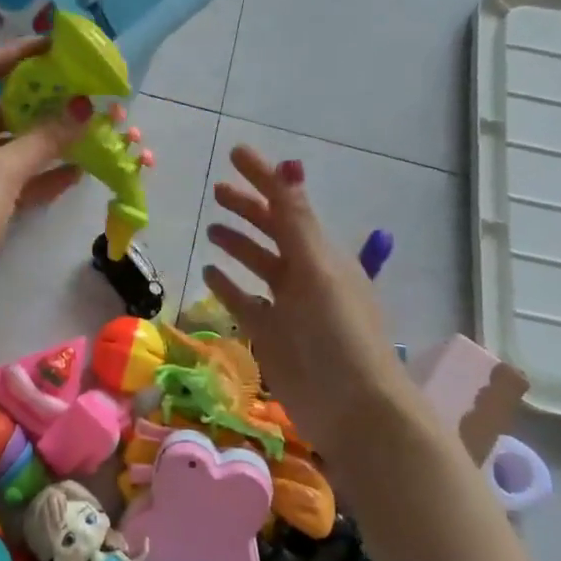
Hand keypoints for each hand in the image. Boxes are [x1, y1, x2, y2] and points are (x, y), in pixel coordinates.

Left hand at [0, 38, 83, 322]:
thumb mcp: (0, 173)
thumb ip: (44, 138)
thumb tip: (84, 108)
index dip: (13, 54)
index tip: (52, 47)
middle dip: (38, 105)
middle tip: (80, 96)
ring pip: (5, 148)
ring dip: (42, 143)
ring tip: (87, 133)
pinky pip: (8, 181)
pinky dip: (36, 177)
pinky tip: (74, 174)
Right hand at [201, 145, 416, 458]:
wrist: (352, 407)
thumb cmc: (338, 334)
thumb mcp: (317, 272)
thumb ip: (297, 222)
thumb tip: (288, 166)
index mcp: (321, 254)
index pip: (287, 204)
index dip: (263, 177)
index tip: (235, 153)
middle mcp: (305, 274)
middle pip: (273, 231)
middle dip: (248, 208)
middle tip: (217, 189)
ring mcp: (287, 306)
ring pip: (259, 264)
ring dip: (238, 244)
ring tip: (212, 228)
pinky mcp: (271, 335)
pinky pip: (245, 302)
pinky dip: (228, 286)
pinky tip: (209, 273)